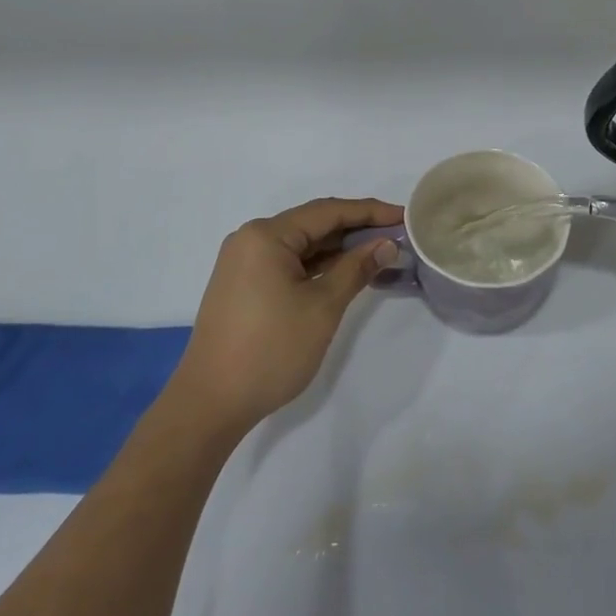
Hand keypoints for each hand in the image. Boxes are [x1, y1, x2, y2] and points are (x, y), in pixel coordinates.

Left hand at [171, 197, 402, 432]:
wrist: (210, 403)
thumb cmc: (271, 349)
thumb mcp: (322, 307)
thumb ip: (356, 269)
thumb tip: (386, 244)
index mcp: (266, 235)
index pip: (328, 211)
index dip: (369, 212)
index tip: (404, 216)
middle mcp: (251, 239)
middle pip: (313, 224)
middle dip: (356, 229)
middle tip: (397, 236)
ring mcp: (244, 263)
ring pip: (301, 245)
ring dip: (338, 249)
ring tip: (379, 253)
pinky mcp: (243, 285)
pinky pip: (288, 263)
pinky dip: (318, 266)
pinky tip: (345, 273)